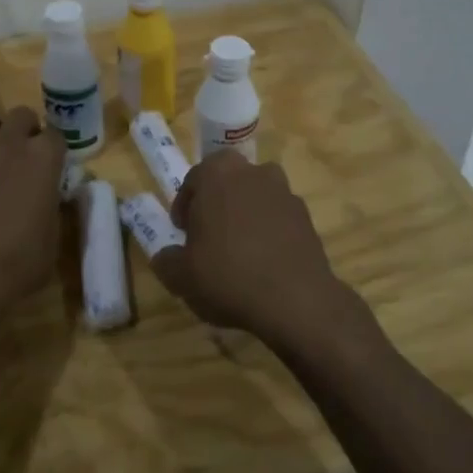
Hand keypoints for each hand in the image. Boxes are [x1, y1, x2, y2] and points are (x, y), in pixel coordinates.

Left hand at [0, 106, 65, 323]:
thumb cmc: (16, 264)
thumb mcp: (51, 239)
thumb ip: (51, 207)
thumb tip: (47, 198)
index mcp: (41, 159)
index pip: (56, 135)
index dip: (55, 151)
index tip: (53, 167)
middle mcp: (6, 144)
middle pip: (21, 116)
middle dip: (26, 131)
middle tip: (24, 158)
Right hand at [154, 151, 365, 350]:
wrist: (296, 300)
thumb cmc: (228, 276)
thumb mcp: (180, 276)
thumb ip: (166, 261)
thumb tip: (166, 257)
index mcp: (218, 173)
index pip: (193, 180)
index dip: (185, 207)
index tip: (183, 234)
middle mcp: (254, 172)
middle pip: (227, 184)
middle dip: (216, 206)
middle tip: (208, 238)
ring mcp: (285, 192)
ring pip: (255, 198)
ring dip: (244, 217)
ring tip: (238, 253)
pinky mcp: (306, 217)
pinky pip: (278, 219)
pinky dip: (268, 233)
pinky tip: (263, 264)